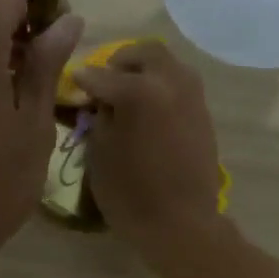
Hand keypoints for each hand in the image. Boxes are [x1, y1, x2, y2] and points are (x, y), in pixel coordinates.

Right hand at [75, 41, 224, 261]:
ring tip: (128, 95)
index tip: (74, 82)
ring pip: (169, 66)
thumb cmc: (130, 194)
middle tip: (107, 80)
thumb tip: (102, 100)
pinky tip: (148, 111)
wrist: (181, 224)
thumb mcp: (99, 154)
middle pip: (146, 53)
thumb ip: (99, 117)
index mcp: (140, 91)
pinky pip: (180, 87)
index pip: (102, 74)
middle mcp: (171, 82)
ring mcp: (193, 97)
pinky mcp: (204, 115)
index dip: (84, 79)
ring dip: (147, 72)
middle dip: (123, 62)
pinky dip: (162, 89)